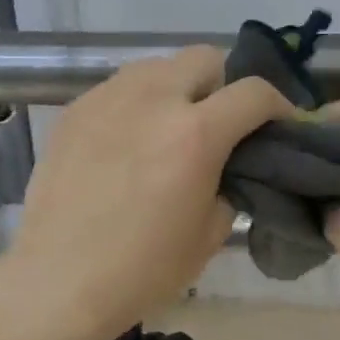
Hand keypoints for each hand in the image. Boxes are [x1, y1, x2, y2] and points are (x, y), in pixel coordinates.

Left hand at [0, 47, 292, 339]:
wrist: (59, 281)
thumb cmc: (142, 269)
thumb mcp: (209, 234)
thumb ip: (229, 184)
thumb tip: (228, 166)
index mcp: (196, 133)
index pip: (254, 91)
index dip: (279, 104)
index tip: (279, 124)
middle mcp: (153, 99)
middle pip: (205, 58)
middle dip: (224, 84)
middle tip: (220, 122)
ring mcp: (108, 98)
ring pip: (158, 66)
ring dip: (178, 87)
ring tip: (171, 126)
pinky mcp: (75, 109)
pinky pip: (120, 88)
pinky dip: (138, 103)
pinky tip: (129, 141)